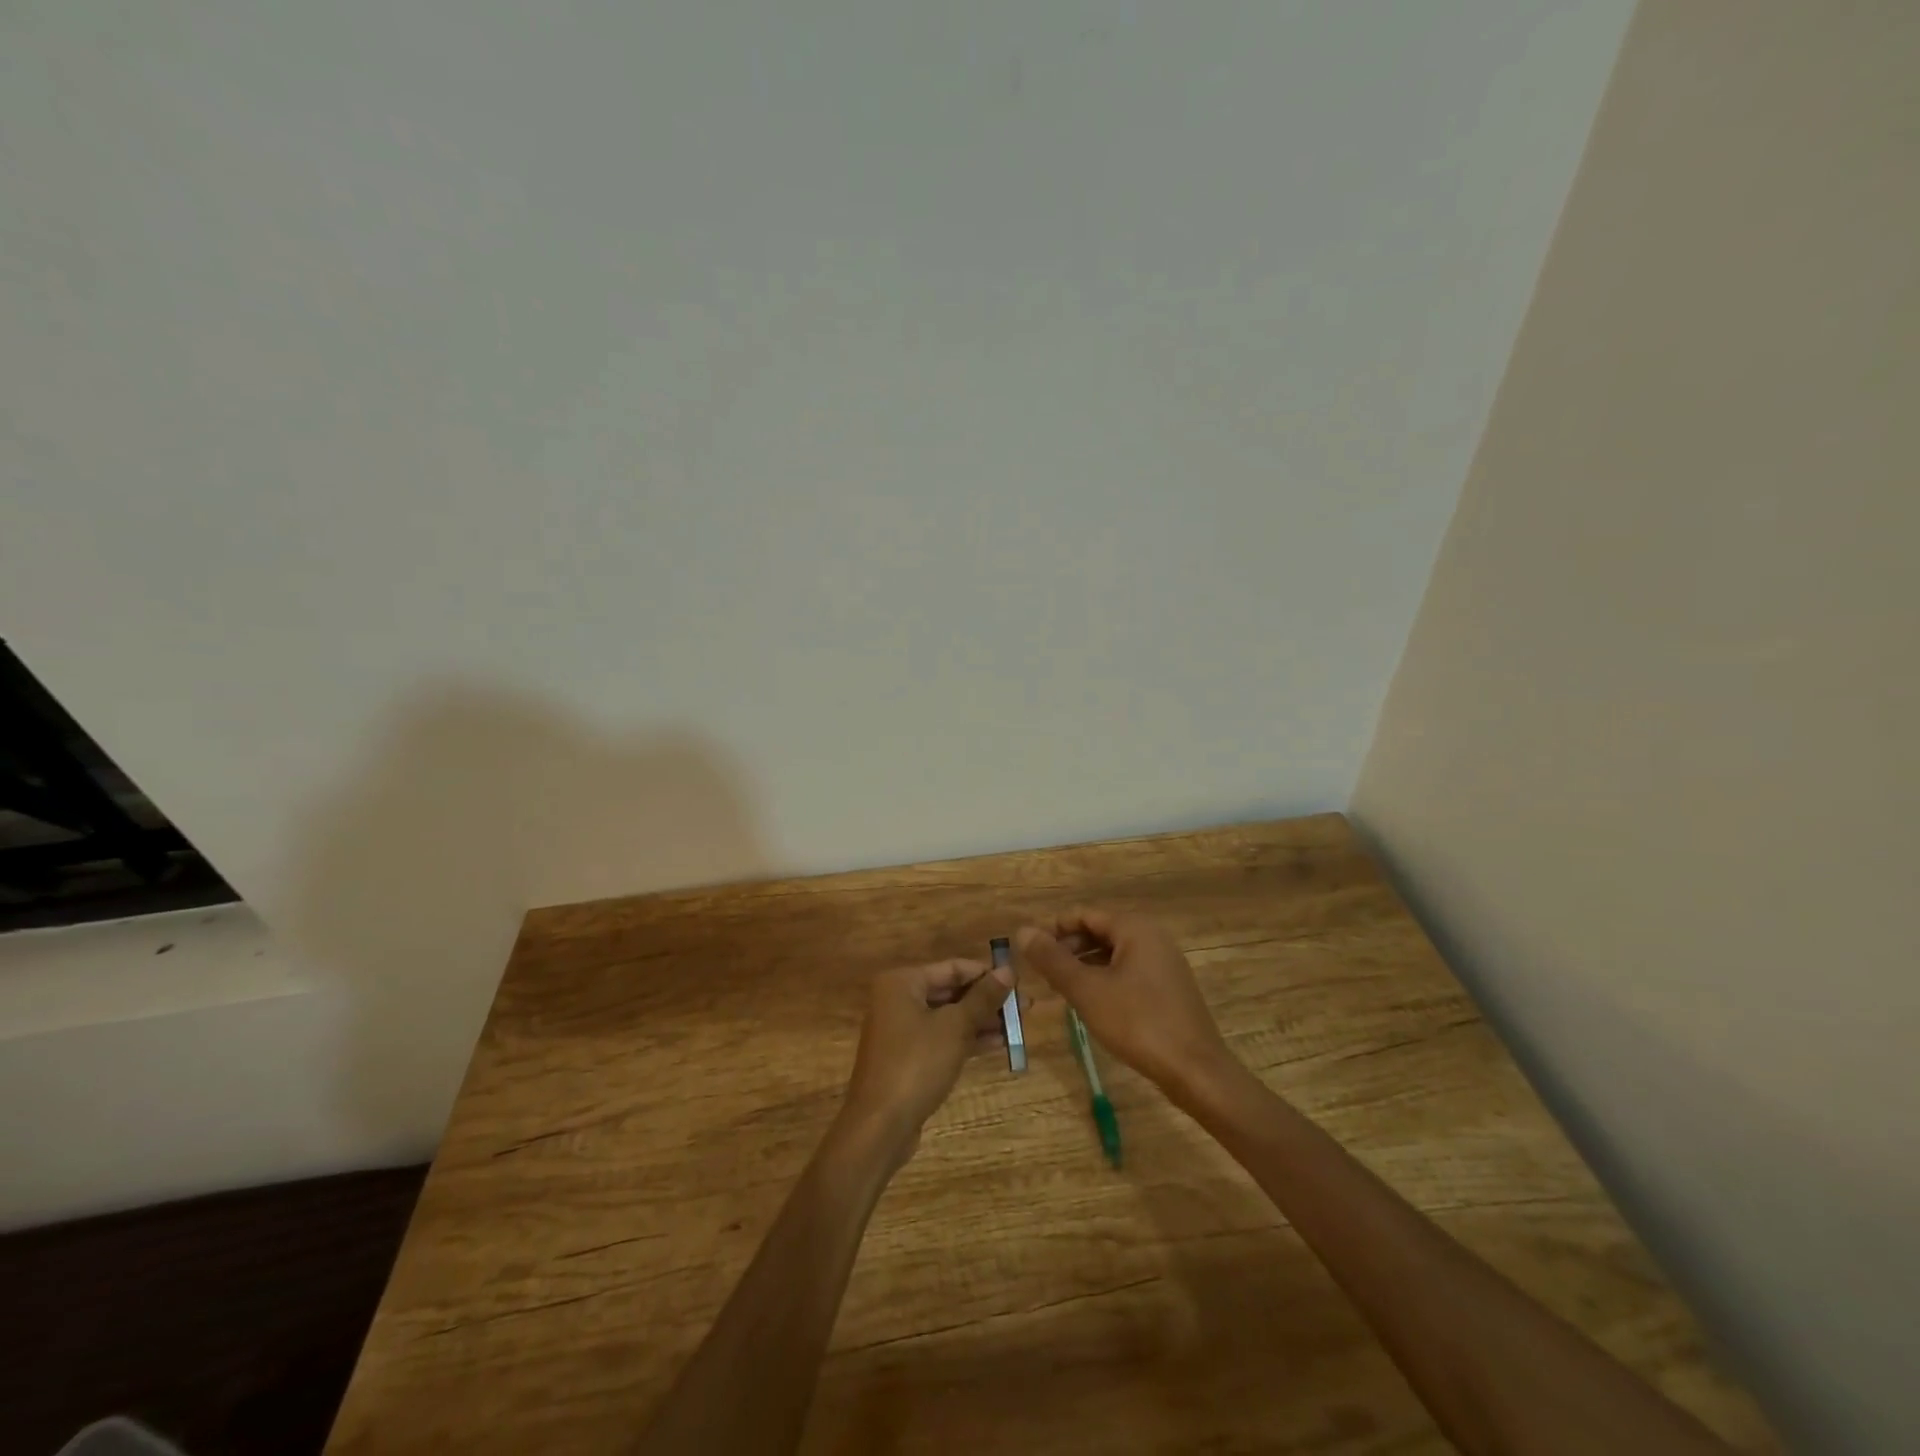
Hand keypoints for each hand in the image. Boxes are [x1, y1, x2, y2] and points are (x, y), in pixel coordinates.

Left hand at [840, 959, 1012, 1162]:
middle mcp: (898, 999)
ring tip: (1018, 1026)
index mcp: (902, 982)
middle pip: (951, 991)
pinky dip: (967, 1039)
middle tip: (1025, 1007)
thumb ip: (983, 997)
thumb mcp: (955, 1027)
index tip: (1019, 982)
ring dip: (982, 1020)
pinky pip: (942, 1038)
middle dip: (987, 999)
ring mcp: (901, 1029)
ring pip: (949, 1016)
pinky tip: (999, 1043)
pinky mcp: (907, 1057)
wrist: (880, 1126)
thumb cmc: (916, 1064)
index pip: (953, 968)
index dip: (987, 973)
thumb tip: (1008, 970)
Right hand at [1016, 910, 1234, 1095]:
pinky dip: (1104, 979)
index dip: (1053, 929)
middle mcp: (1152, 936)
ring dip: (1084, 965)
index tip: (1029, 951)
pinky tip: (1090, 1002)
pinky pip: (1128, 971)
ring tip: (1060, 988)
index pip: (1084, 914)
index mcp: (1134, 927)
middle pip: (1099, 930)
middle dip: (1068, 948)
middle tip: (1041, 972)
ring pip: (1113, 953)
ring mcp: (1163, 962)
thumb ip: (1053, 960)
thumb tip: (1022, 931)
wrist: (1196, 1071)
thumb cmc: (1138, 1023)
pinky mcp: (1168, 987)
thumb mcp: (1087, 991)